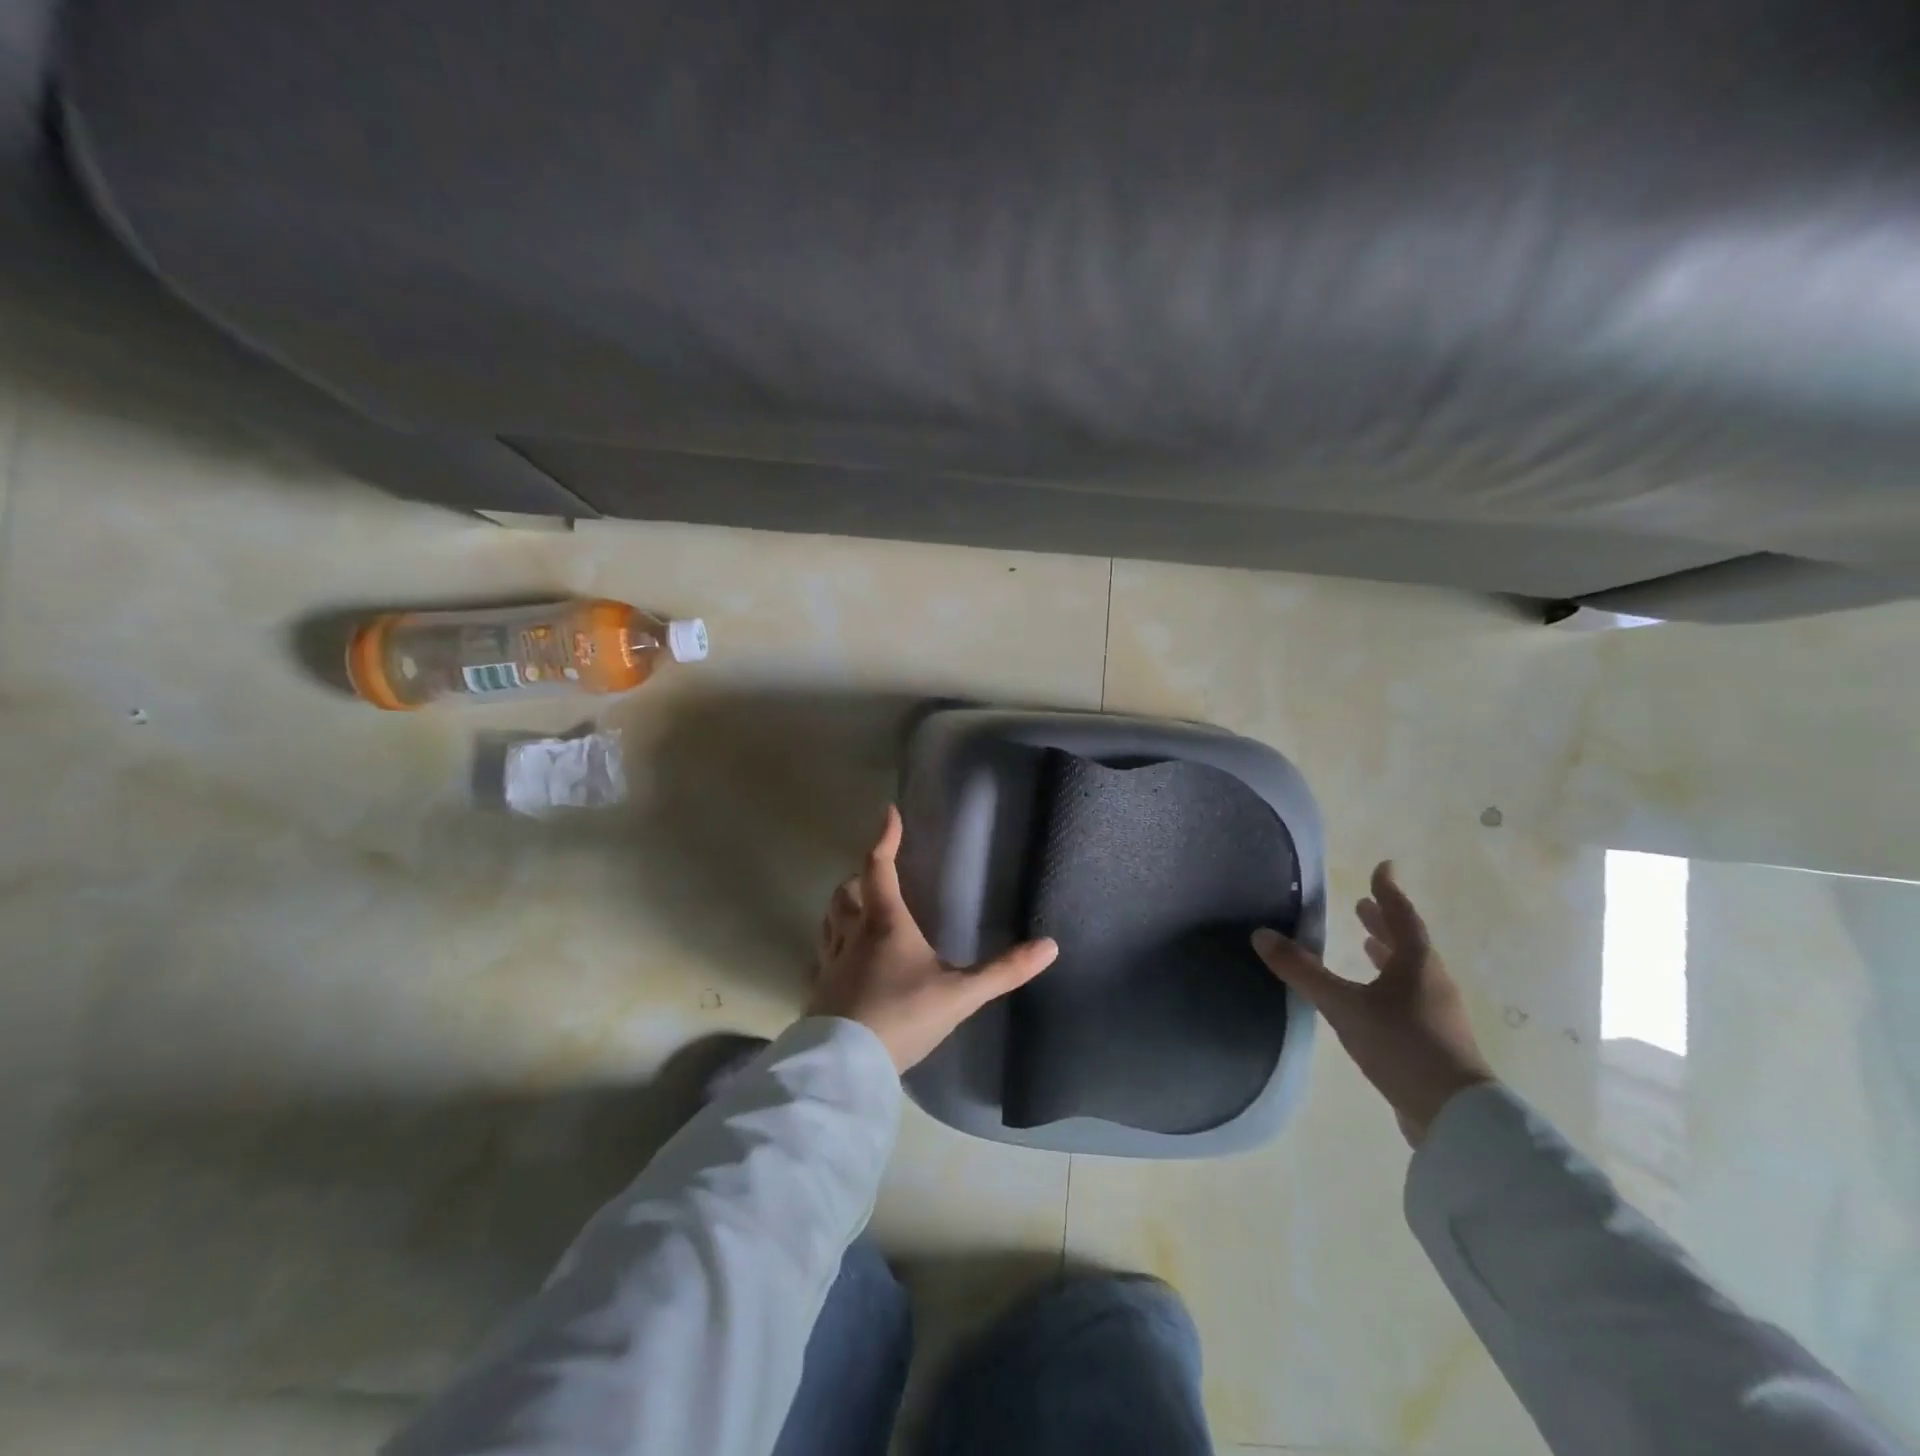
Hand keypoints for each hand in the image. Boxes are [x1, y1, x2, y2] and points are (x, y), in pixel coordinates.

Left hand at [807, 806, 1059, 1072]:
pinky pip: (823, 954)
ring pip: (829, 920)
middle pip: (846, 891)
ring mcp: (830, 962)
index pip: (879, 868)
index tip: (889, 813)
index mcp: (885, 924)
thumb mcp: (959, 995)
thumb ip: (1003, 972)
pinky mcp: (819, 990)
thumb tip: (1050, 946)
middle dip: (860, 876)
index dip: (884, 838)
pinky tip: (846, 961)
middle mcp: (852, 935)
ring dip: (843, 907)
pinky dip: (833, 943)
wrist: (845, 1067)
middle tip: (879, 875)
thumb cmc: (902, 1017)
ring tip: (861, 909)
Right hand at [1252, 861, 1492, 1145]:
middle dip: (1384, 921)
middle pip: (1408, 941)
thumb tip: (1261, 935)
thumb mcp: (1344, 1006)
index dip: (1388, 890)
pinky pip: (1409, 995)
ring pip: (1410, 970)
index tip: (1382, 867)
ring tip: (1368, 943)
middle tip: (1363, 905)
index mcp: (1417, 963)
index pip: (1402, 915)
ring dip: (1388, 952)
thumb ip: (1303, 972)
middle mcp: (1431, 981)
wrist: (1456, 1115)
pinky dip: (1389, 982)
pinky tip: (1375, 998)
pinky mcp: (1434, 1038)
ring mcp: (1437, 1012)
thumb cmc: (1402, 1045)